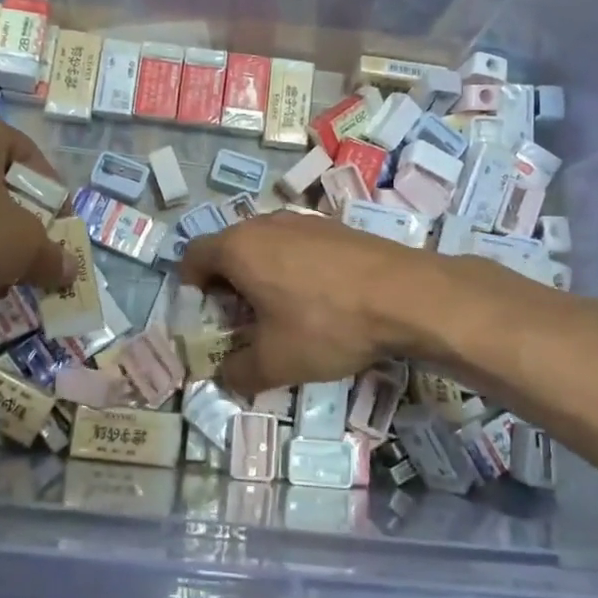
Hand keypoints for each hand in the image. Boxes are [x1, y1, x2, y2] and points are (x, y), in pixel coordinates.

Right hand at [181, 213, 443, 396]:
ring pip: (266, 245)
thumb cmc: (327, 324)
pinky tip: (319, 298)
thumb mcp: (276, 362)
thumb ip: (240, 372)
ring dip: (262, 274)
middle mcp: (266, 224)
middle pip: (230, 248)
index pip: (194, 256)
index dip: (191, 286)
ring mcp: (305, 221)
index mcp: (239, 248)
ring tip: (281, 310)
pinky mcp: (337, 227)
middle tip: (241, 320)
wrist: (406, 295)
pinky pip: (298, 245)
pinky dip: (294, 268)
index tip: (205, 315)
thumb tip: (226, 377)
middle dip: (228, 283)